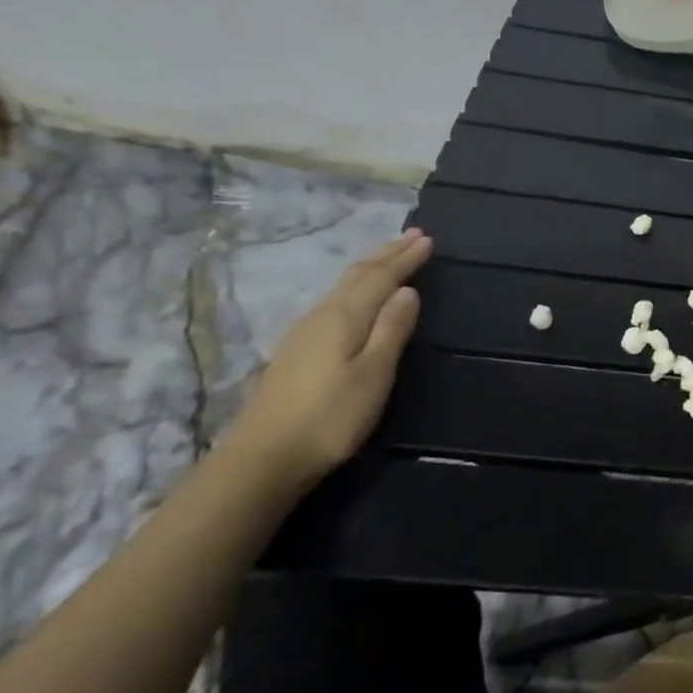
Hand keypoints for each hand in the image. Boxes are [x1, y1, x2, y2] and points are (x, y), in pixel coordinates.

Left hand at [220, 229, 431, 488]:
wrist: (264, 457)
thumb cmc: (330, 417)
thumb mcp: (373, 374)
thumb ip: (391, 330)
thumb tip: (408, 291)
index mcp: (343, 318)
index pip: (380, 278)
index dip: (405, 259)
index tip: (428, 239)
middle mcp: (321, 316)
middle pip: (357, 276)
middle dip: (387, 254)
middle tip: (414, 235)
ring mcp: (304, 332)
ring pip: (343, 286)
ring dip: (371, 267)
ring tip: (391, 256)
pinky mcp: (297, 350)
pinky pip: (335, 301)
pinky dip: (356, 287)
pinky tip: (357, 295)